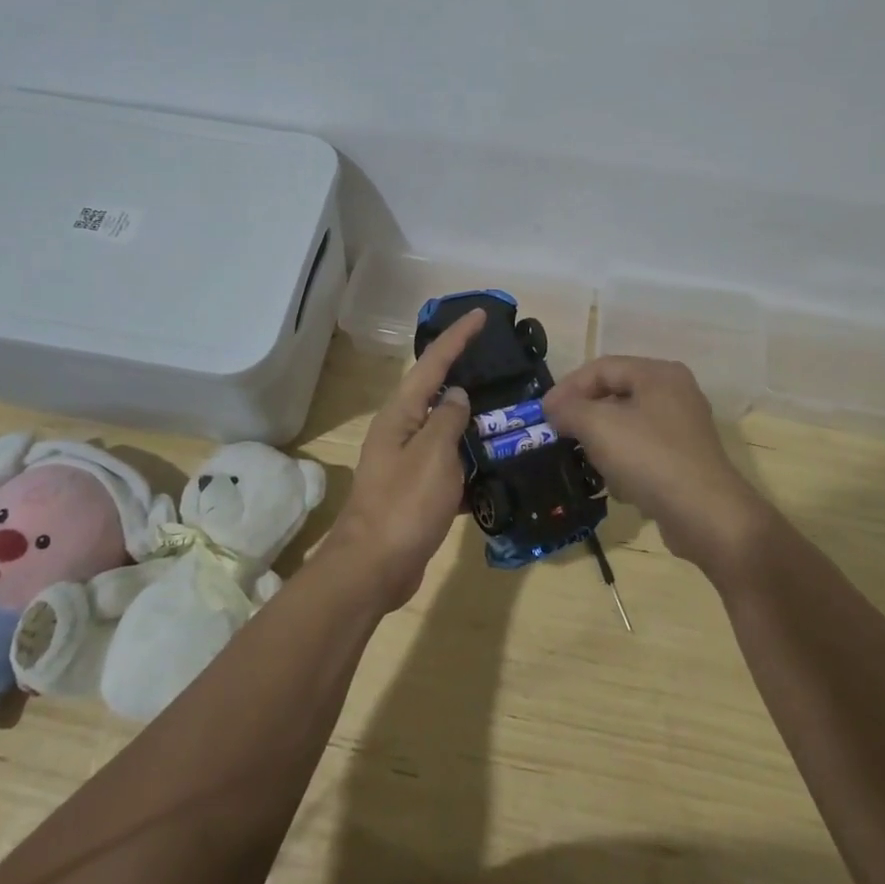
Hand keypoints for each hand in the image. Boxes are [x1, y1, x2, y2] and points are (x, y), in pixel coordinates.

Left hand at [325, 309, 485, 610]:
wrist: (374, 568)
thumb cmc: (404, 504)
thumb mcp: (433, 454)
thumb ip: (449, 419)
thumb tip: (457, 395)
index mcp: (401, 415)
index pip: (433, 364)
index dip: (457, 338)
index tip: (481, 315)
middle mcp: (402, 432)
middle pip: (438, 394)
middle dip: (467, 376)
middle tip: (502, 364)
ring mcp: (408, 464)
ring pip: (447, 432)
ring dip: (474, 424)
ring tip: (510, 413)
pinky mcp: (418, 493)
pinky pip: (451, 467)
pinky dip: (472, 464)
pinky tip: (499, 468)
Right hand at [543, 355, 775, 580]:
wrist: (706, 515)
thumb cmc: (649, 458)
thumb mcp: (598, 426)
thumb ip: (569, 409)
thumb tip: (554, 408)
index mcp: (658, 374)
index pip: (601, 367)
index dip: (567, 387)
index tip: (543, 414)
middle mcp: (675, 393)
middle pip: (615, 395)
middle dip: (584, 417)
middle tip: (559, 435)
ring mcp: (683, 428)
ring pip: (627, 426)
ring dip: (602, 444)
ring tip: (586, 462)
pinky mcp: (686, 460)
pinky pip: (643, 452)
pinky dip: (625, 464)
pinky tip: (618, 486)